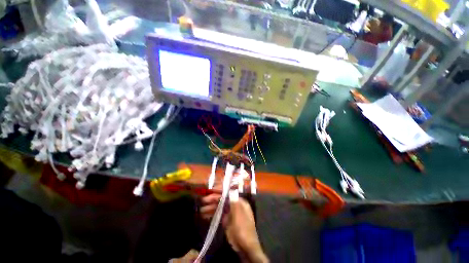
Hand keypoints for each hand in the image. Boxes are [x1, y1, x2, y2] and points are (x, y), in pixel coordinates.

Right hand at [200, 194, 267, 262]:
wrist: (245, 247)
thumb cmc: (243, 229)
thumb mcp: (239, 214)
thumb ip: (233, 202)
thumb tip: (230, 190)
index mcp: (239, 202)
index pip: (229, 193)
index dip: (220, 191)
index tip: (211, 190)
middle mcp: (234, 205)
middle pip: (223, 200)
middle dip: (213, 199)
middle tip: (203, 201)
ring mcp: (230, 213)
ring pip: (219, 207)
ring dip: (211, 207)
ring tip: (201, 209)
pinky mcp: (226, 220)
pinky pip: (218, 214)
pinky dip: (212, 214)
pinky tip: (204, 215)